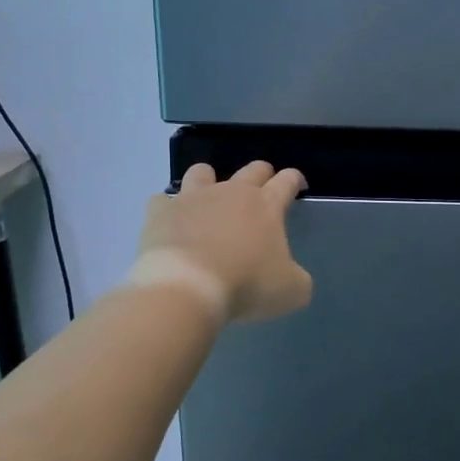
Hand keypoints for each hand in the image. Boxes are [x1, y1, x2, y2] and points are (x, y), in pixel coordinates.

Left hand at [132, 161, 313, 323]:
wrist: (188, 286)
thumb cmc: (246, 284)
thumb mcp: (291, 291)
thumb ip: (297, 279)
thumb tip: (293, 278)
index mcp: (266, 205)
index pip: (287, 181)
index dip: (295, 180)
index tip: (298, 186)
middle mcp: (231, 192)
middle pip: (252, 169)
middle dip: (261, 174)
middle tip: (263, 188)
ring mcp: (193, 198)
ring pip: (202, 172)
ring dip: (208, 180)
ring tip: (209, 198)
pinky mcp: (161, 212)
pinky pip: (162, 200)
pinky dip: (168, 209)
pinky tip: (171, 223)